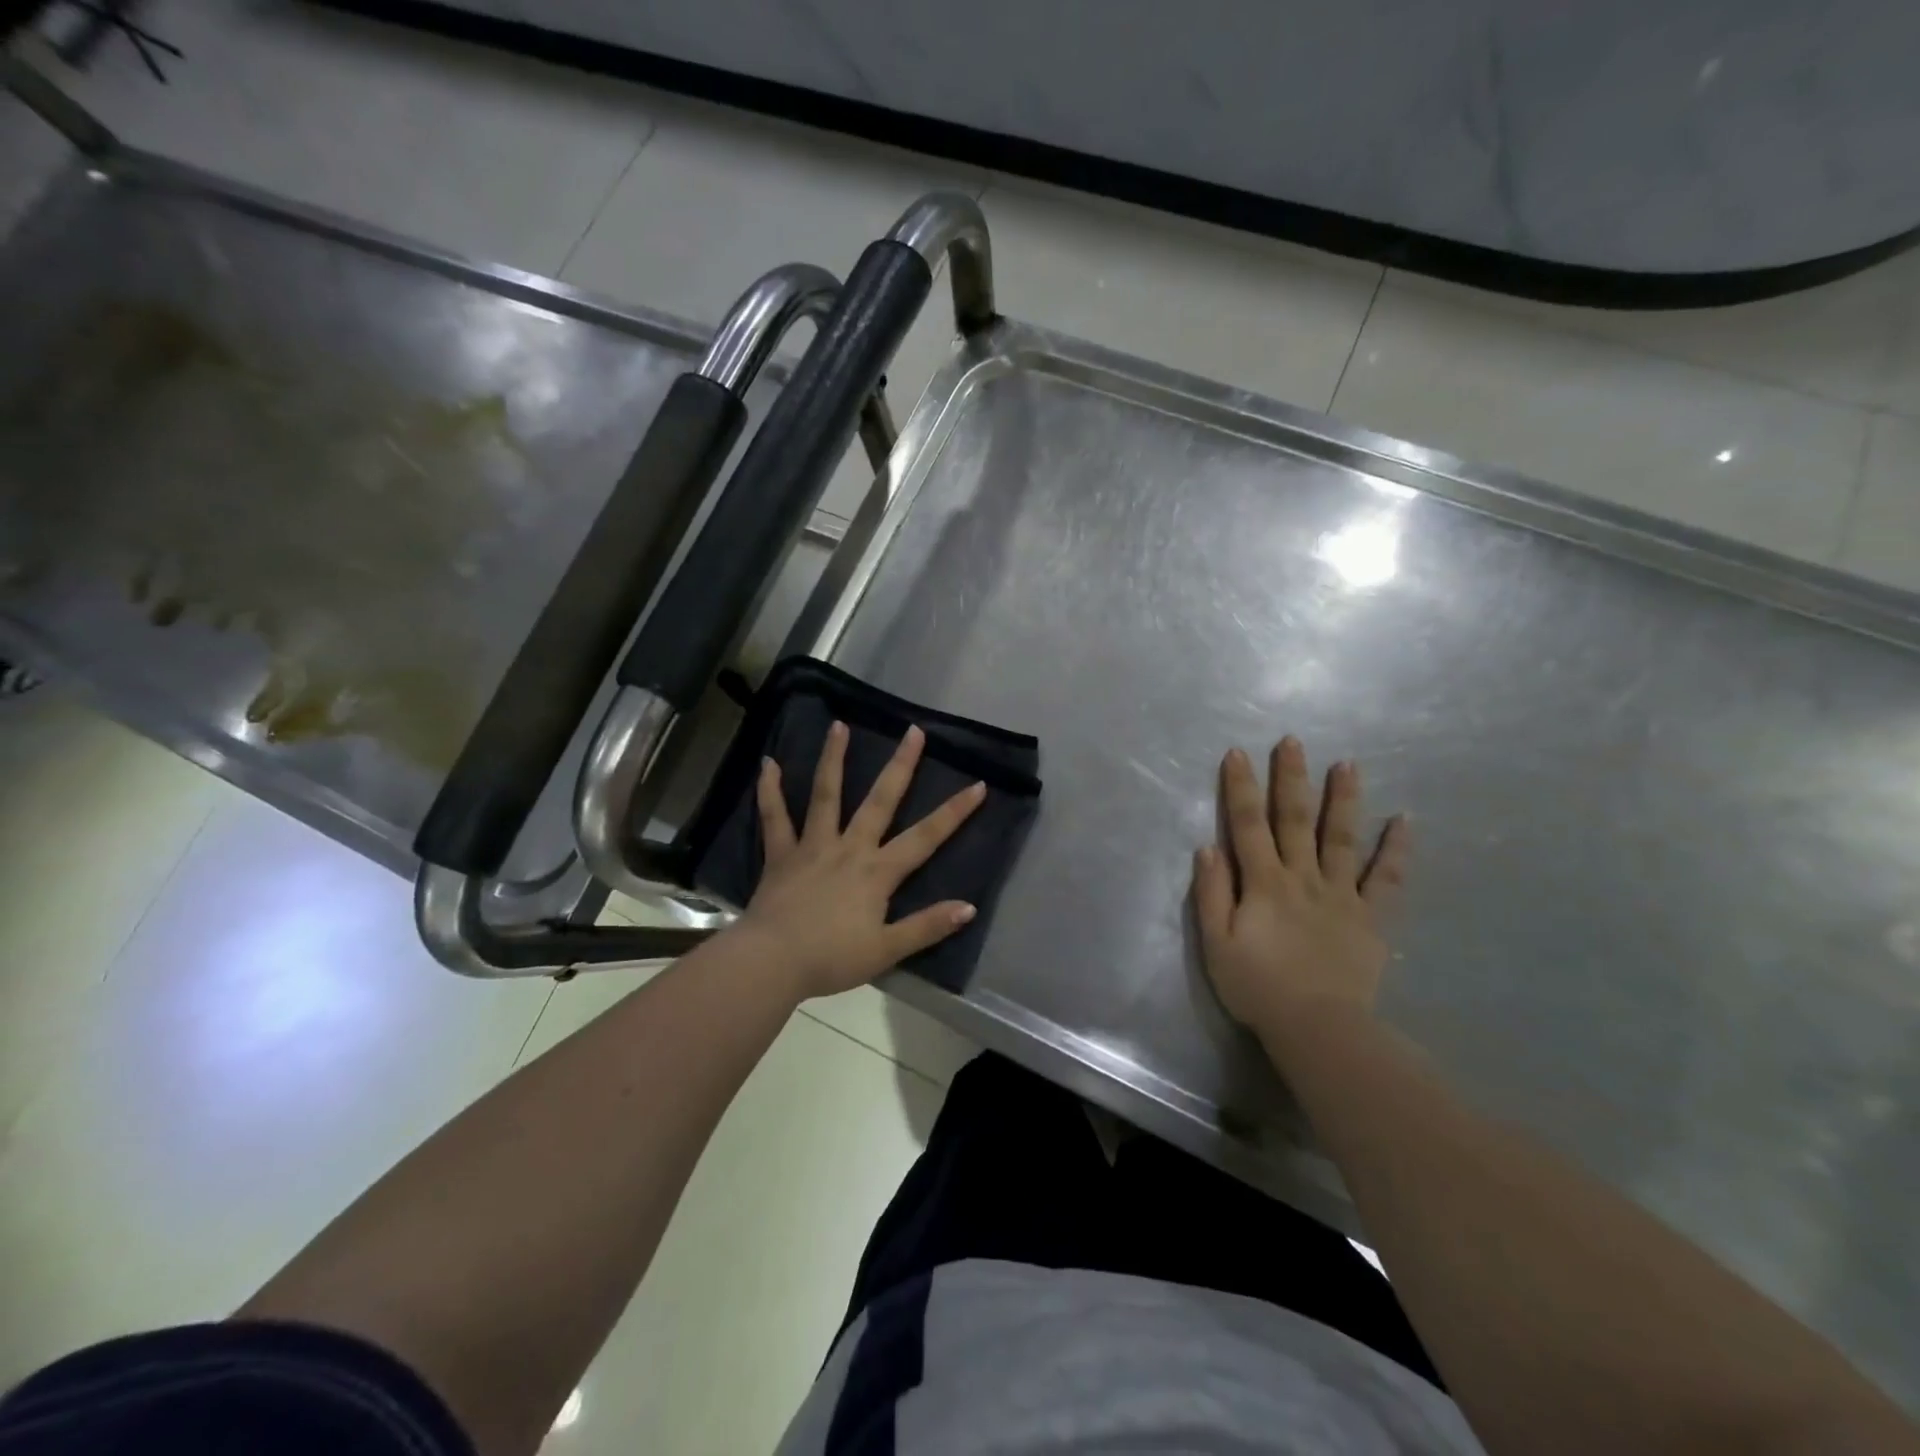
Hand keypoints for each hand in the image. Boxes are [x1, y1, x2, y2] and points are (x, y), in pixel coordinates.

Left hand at [741, 721, 985, 998]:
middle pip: (880, 801)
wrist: (773, 961)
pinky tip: (768, 764)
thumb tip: (969, 908)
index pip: (925, 837)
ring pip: (826, 795)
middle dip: (901, 765)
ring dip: (833, 759)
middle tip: (913, 731)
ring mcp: (813, 846)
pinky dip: (770, 790)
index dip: (954, 812)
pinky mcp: (781, 854)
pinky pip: (775, 817)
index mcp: (877, 871)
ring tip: (839, 725)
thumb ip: (927, 927)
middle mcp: (849, 848)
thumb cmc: (832, 958)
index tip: (978, 785)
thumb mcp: (887, 950)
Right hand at [1191, 736, 1408, 1059]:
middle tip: (1294, 742)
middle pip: (1295, 820)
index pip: (1247, 825)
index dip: (1240, 788)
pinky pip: (1388, 879)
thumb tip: (1208, 847)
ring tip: (1348, 764)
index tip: (1237, 753)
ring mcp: (1341, 895)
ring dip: (1343, 799)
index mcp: (1263, 883)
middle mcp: (1303, 878)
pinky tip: (1404, 821)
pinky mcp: (1371, 918)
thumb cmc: (1257, 987)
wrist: (1318, 1028)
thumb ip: (1210, 894)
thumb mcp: (1216, 944)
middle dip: (1291, 779)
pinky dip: (1397, 849)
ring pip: (1342, 838)